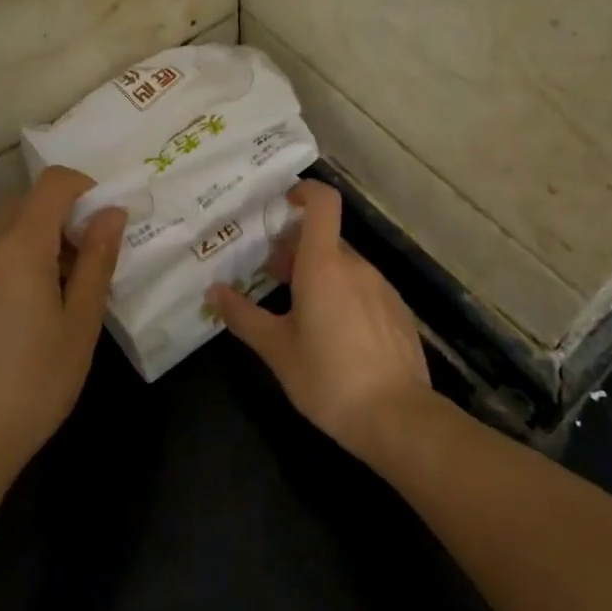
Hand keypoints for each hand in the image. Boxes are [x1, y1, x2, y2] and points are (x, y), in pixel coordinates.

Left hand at [0, 166, 125, 498]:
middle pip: (27, 203)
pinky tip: (27, 310)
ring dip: (38, 238)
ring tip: (61, 289)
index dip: (84, 187)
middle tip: (89, 259)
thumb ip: (98, 261)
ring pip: (5, 229)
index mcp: (21, 247)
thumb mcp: (81, 323)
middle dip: (63, 215)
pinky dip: (14, 259)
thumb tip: (112, 213)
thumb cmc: (35, 384)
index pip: (52, 183)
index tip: (105, 220)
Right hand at [208, 180, 431, 461]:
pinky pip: (364, 288)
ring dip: (319, 273)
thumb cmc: (328, 378)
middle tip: (269, 274)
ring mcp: (382, 287)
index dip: (304, 192)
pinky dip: (344, 294)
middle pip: (325, 238)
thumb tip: (213, 291)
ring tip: (298, 309)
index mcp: (324, 265)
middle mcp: (356, 266)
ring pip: (344, 265)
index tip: (281, 205)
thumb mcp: (276, 349)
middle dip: (296, 249)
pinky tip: (334, 334)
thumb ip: (243, 316)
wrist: (398, 418)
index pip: (323, 202)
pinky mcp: (398, 312)